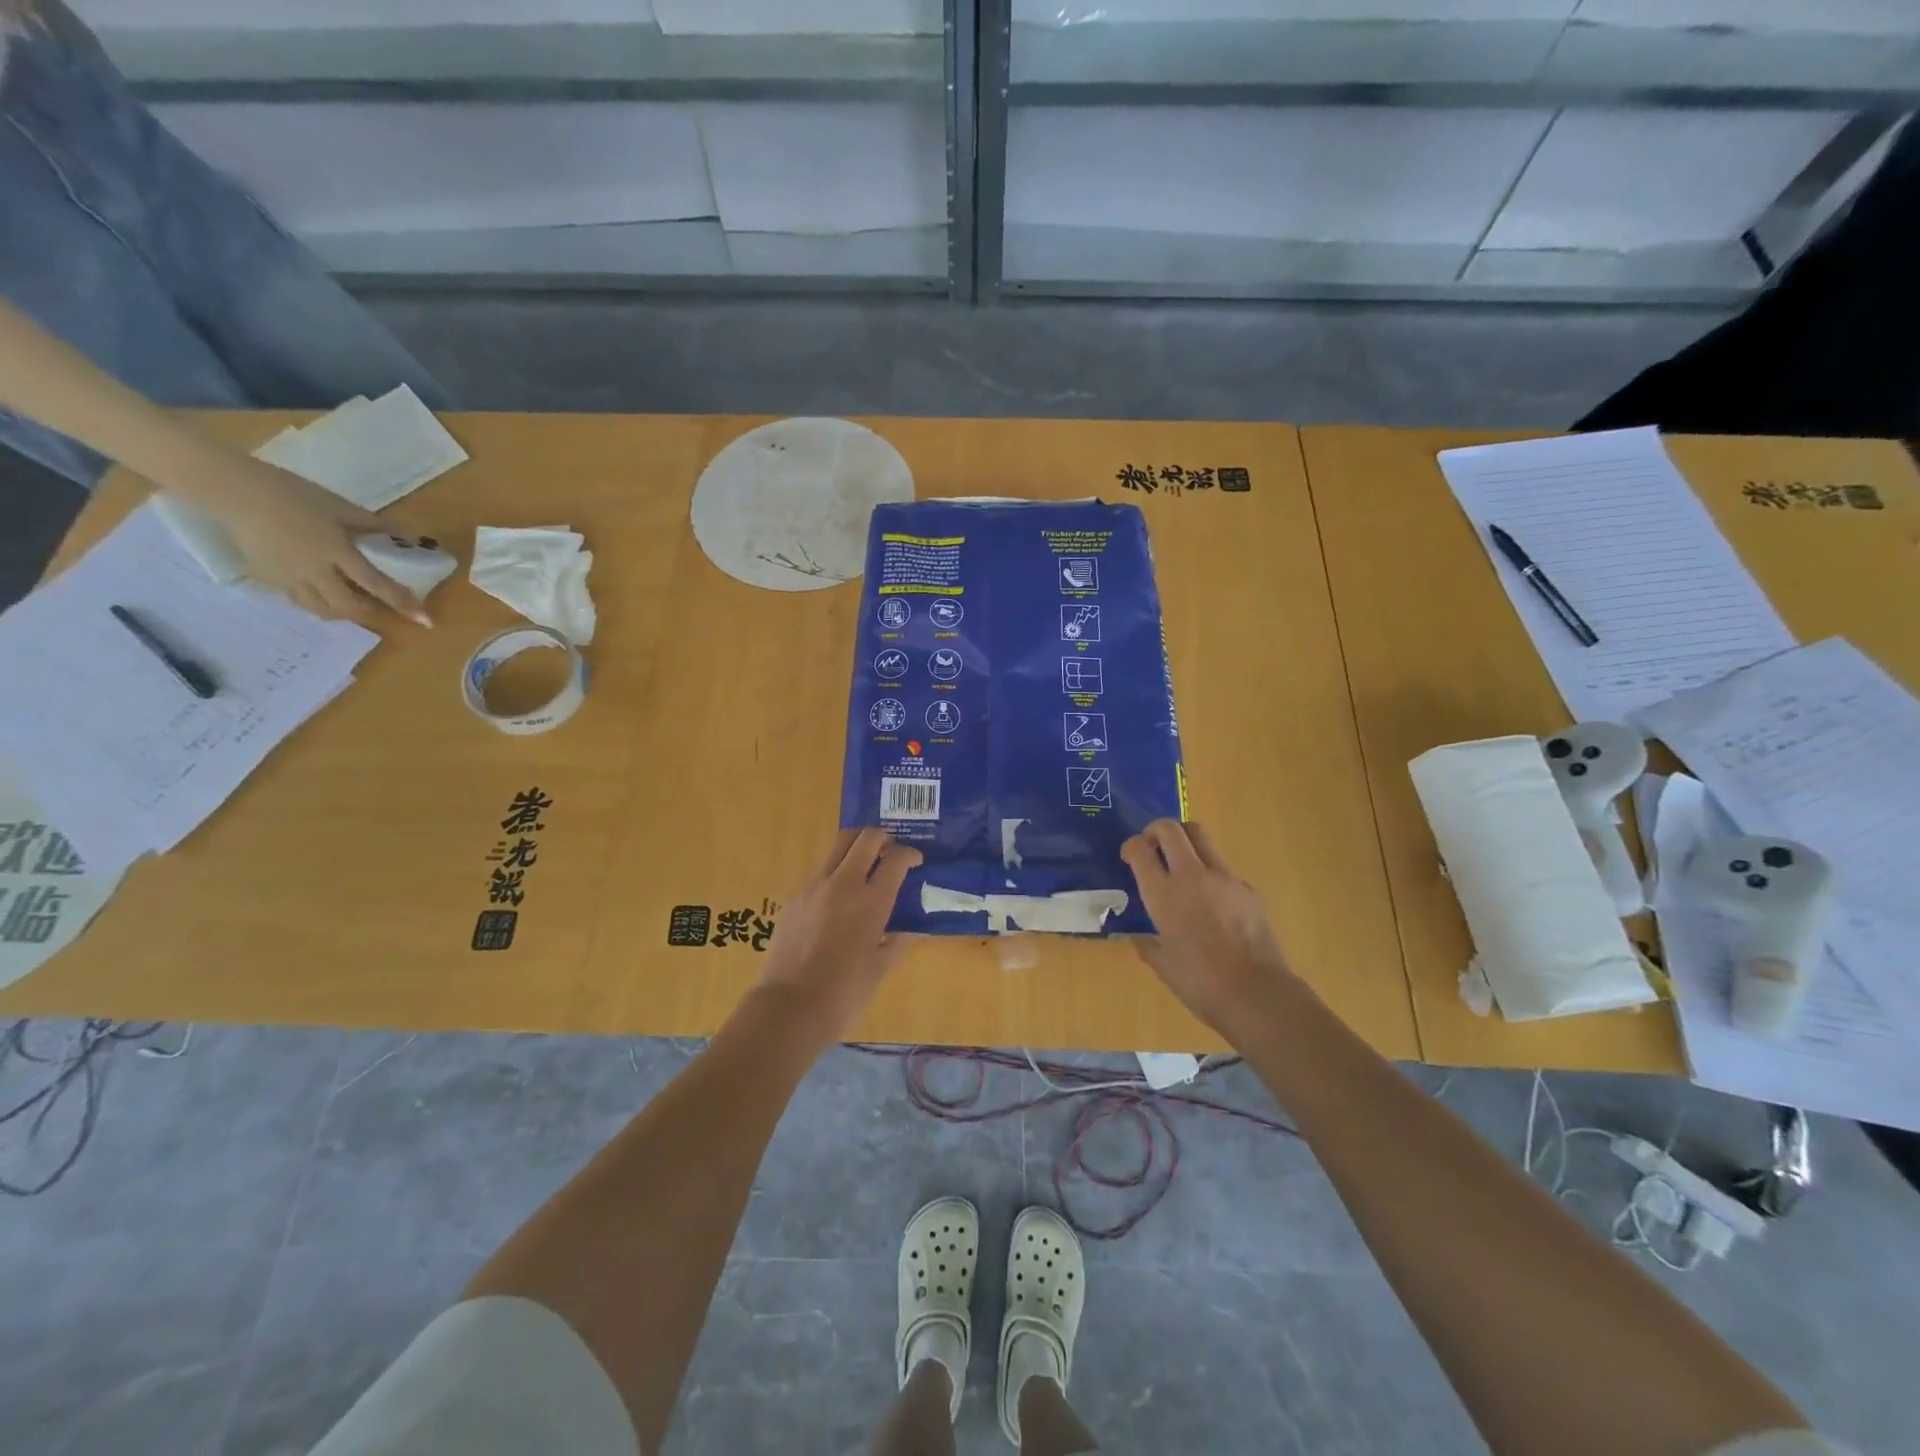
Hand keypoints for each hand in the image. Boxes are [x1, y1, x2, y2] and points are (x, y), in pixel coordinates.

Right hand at [192, 451, 430, 624]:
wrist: (233, 489)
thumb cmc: (293, 494)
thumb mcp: (342, 507)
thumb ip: (377, 526)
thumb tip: (412, 538)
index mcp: (335, 551)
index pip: (376, 585)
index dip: (403, 603)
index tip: (425, 620)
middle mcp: (312, 570)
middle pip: (347, 606)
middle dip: (369, 611)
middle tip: (379, 604)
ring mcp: (287, 576)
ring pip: (320, 609)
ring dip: (342, 611)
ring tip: (353, 601)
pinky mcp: (267, 577)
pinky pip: (298, 601)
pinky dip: (317, 603)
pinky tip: (323, 592)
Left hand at [754, 829, 922, 1045]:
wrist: (790, 1007)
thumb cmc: (845, 992)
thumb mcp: (881, 968)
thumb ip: (899, 941)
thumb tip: (913, 929)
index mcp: (872, 899)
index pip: (896, 858)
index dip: (910, 855)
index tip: (915, 862)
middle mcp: (843, 883)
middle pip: (865, 838)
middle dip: (882, 838)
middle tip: (890, 851)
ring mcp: (814, 886)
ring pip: (838, 847)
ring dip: (856, 848)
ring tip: (865, 867)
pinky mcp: (794, 897)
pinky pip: (819, 871)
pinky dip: (835, 872)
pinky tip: (838, 897)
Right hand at [1121, 820, 1296, 1038]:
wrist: (1257, 994)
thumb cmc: (1201, 984)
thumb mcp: (1163, 966)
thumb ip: (1148, 945)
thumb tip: (1140, 939)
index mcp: (1163, 894)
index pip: (1140, 849)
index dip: (1131, 846)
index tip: (1129, 856)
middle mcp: (1191, 876)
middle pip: (1171, 829)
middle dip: (1157, 829)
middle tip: (1153, 845)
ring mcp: (1224, 879)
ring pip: (1201, 838)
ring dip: (1185, 843)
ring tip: (1181, 865)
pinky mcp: (1247, 889)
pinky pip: (1223, 870)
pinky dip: (1210, 875)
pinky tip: (1213, 904)